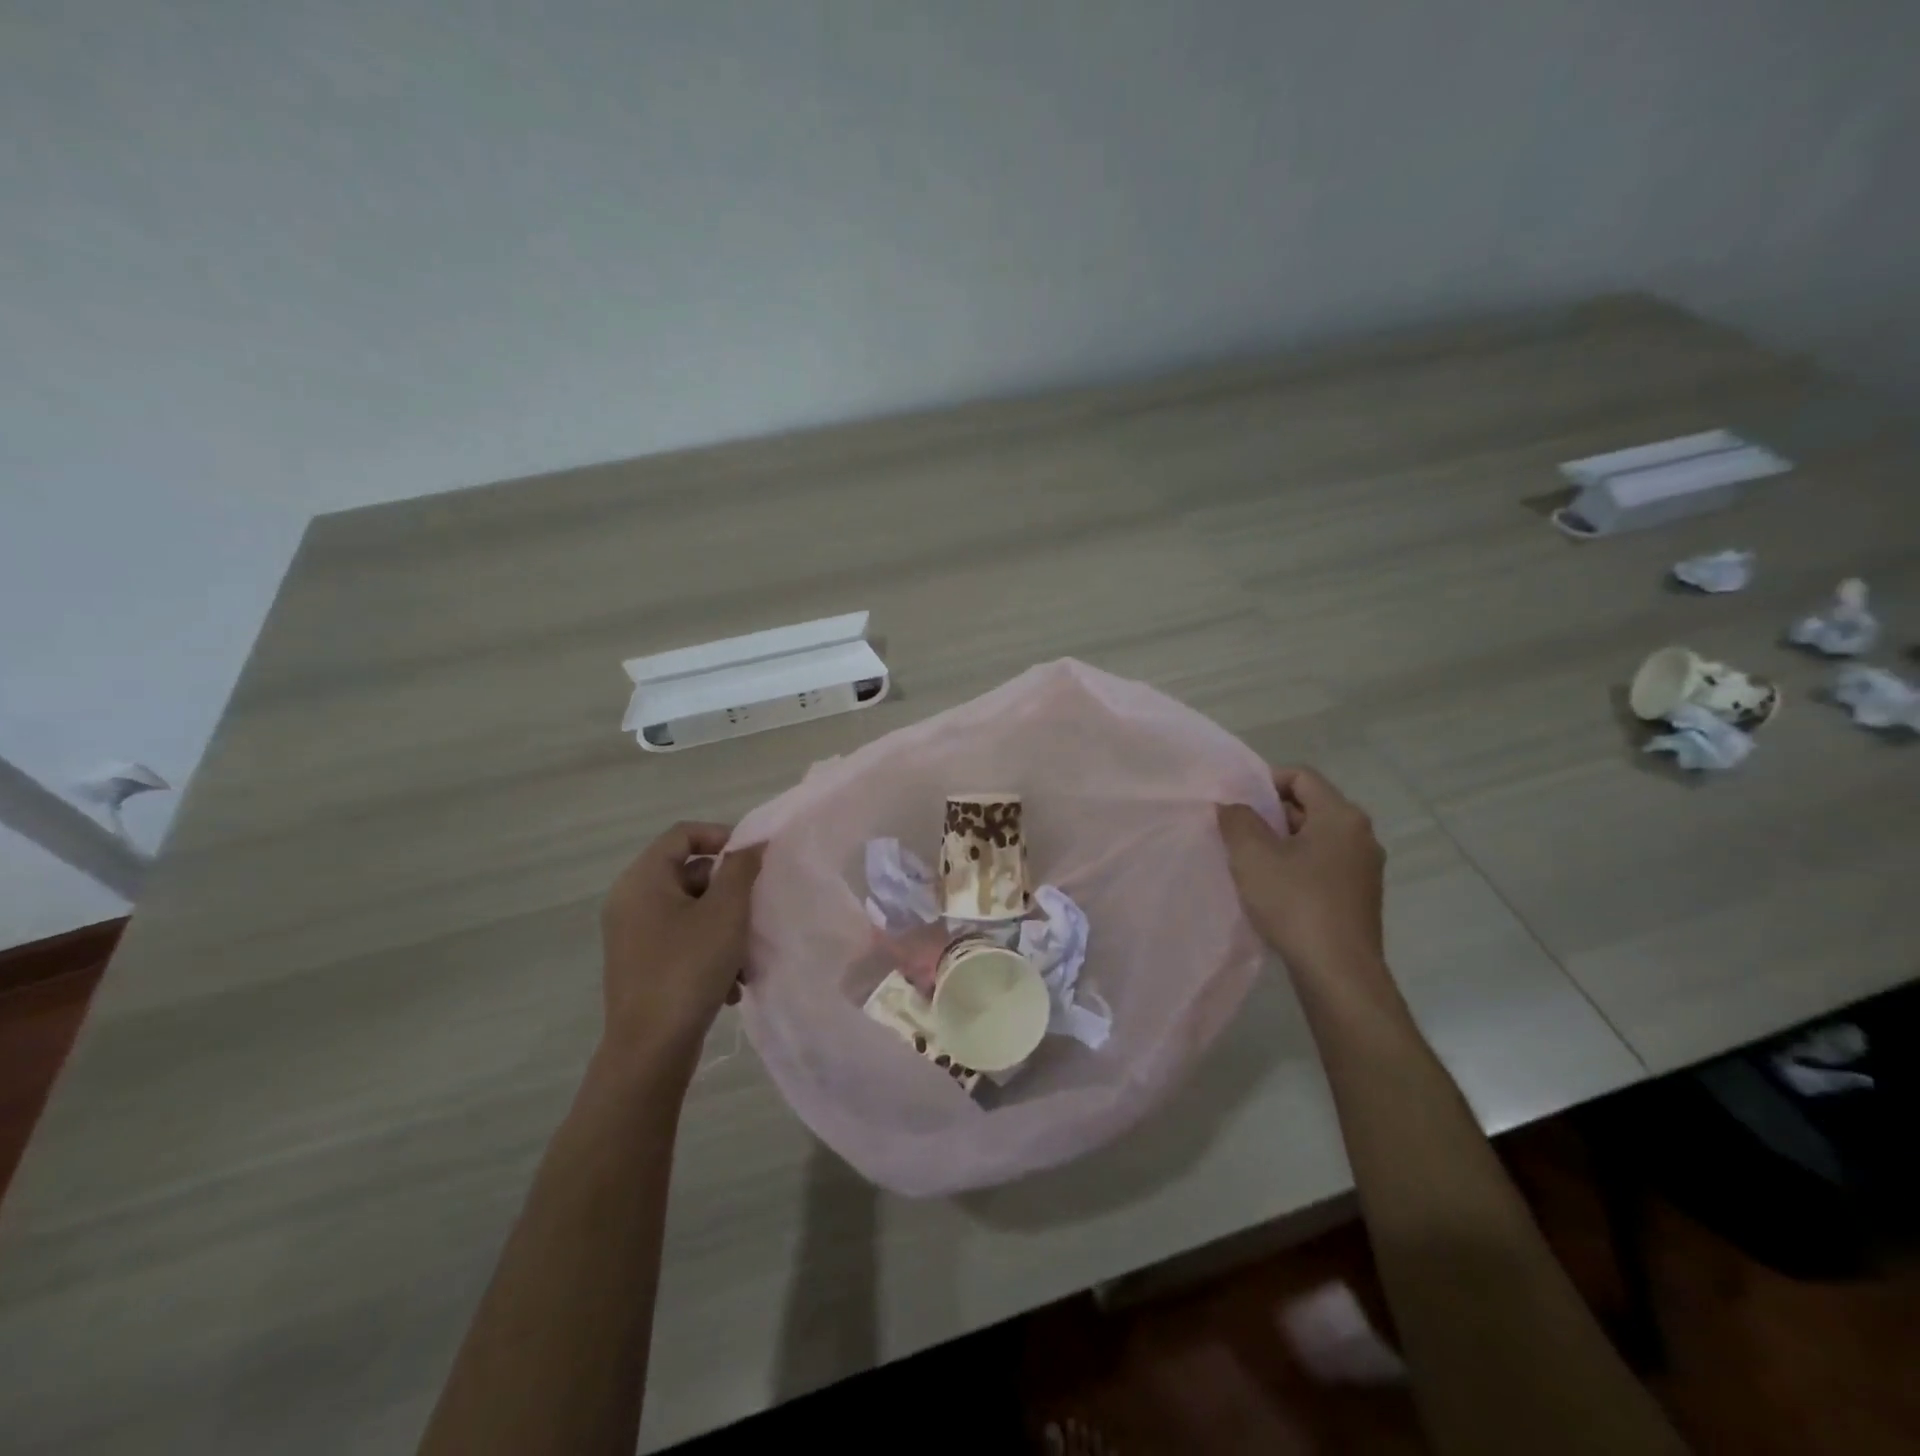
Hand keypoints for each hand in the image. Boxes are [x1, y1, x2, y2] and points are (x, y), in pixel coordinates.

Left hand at [599, 822, 763, 1077]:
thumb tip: (752, 843)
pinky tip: (731, 983)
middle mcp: (631, 901)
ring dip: (725, 927)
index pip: (684, 834)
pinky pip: (682, 940)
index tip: (754, 860)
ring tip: (746, 958)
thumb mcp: (726, 912)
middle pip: (690, 873)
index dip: (722, 836)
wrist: (651, 1050)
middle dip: (730, 892)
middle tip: (755, 912)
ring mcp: (633, 935)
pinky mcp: (641, 965)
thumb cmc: (688, 968)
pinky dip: (710, 951)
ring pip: (691, 911)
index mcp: (642, 879)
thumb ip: (741, 869)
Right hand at [1217, 766, 1385, 979]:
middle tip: (1236, 831)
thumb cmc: (1295, 903)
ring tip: (1249, 861)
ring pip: (1315, 838)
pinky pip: (1323, 865)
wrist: (1338, 973)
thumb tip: (1232, 805)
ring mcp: (1364, 868)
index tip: (1236, 802)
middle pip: (1309, 806)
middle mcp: (1361, 836)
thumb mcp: (1252, 855)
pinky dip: (1296, 866)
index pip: (1301, 776)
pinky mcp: (1359, 897)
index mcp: (1341, 816)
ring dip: (1281, 842)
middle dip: (1269, 814)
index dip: (1264, 781)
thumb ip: (1237, 820)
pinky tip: (1272, 889)